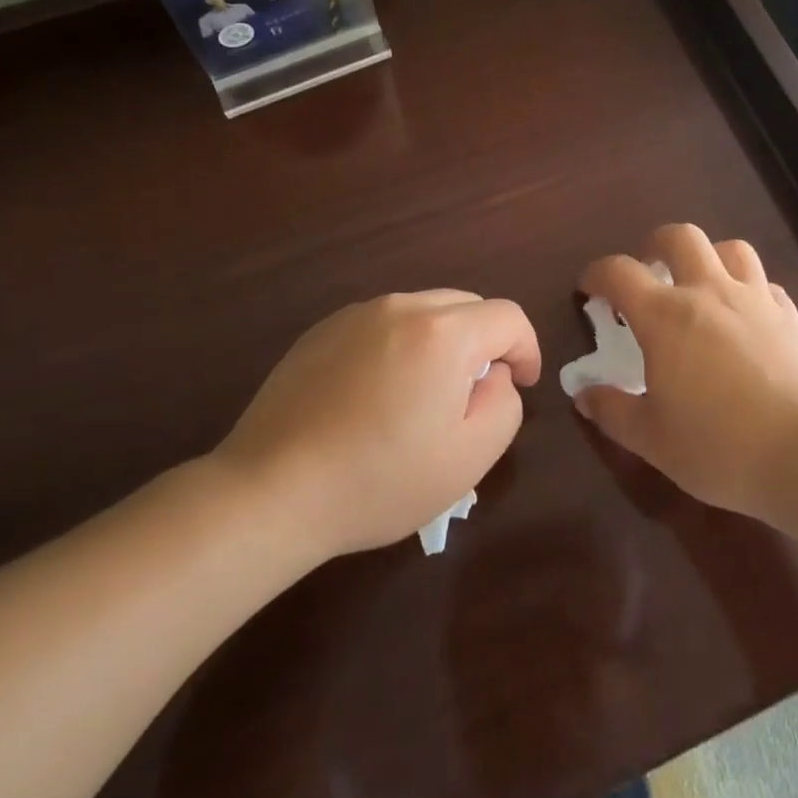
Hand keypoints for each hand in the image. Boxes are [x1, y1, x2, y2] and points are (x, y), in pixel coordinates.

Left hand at [217, 291, 539, 558]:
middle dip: (484, 344)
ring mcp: (356, 314)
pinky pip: (382, 325)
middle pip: (466, 307)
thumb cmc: (380, 479)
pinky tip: (375, 397)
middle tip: (472, 396)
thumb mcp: (469, 456)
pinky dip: (398, 347)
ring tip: (422, 398)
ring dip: (440, 344)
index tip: (521, 386)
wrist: (271, 490)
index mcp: (443, 332)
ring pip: (423, 312)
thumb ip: (504, 403)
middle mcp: (401, 307)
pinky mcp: (322, 330)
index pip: (508, 317)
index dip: (526, 349)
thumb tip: (494, 374)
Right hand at [573, 225, 797, 518]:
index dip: (597, 274)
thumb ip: (612, 412)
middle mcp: (709, 293)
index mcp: (665, 316)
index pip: (619, 272)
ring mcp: (755, 301)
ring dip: (709, 257)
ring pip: (731, 249)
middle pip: (681, 237)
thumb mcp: (651, 439)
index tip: (590, 290)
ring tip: (700, 286)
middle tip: (649, 272)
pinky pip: (766, 285)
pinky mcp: (791, 319)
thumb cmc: (718, 447)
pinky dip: (749, 290)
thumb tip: (584, 395)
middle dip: (656, 245)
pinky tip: (745, 318)